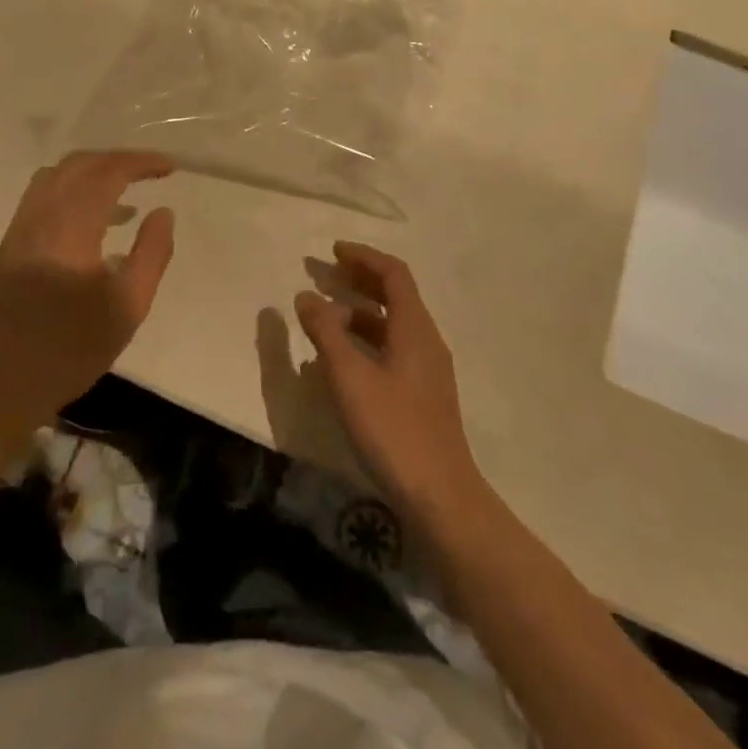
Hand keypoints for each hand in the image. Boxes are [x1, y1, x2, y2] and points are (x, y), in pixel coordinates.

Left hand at [0, 151, 175, 432]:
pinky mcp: (11, 243)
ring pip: (57, 176)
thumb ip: (151, 254)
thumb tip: (163, 212)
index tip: (169, 167)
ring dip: (92, 172)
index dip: (140, 162)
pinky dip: (72, 189)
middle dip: (117, 160)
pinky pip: (43, 196)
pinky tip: (94, 219)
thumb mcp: (127, 307)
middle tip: (150, 172)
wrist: (0, 384)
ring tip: (126, 192)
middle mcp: (40, 215)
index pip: (108, 172)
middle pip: (80, 164)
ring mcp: (20, 227)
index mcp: (70, 226)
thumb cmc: (71, 350)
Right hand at [295, 242, 482, 521]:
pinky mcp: (422, 393)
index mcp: (414, 328)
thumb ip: (326, 333)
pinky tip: (342, 358)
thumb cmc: (393, 429)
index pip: (393, 273)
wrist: (441, 497)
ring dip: (360, 310)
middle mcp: (425, 340)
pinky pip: (392, 348)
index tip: (332, 251)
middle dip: (359, 279)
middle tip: (324, 274)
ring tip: (325, 313)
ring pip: (392, 324)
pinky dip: (366, 339)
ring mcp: (427, 369)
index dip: (363, 257)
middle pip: (395, 294)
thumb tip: (306, 295)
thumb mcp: (350, 377)